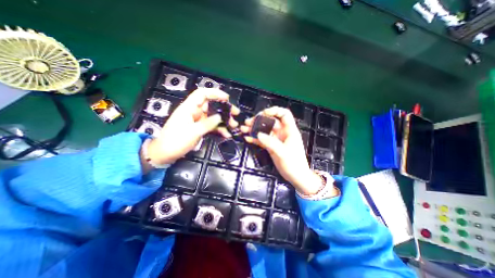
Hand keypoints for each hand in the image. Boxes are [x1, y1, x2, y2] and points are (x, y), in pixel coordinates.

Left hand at [143, 89, 239, 167]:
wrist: (165, 154)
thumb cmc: (176, 141)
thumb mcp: (193, 132)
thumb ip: (207, 123)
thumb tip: (220, 117)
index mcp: (189, 108)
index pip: (202, 94)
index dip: (215, 93)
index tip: (227, 98)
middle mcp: (194, 112)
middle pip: (211, 105)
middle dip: (224, 109)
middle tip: (235, 113)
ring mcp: (197, 120)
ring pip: (213, 116)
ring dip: (224, 120)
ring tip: (234, 125)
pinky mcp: (199, 128)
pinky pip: (211, 125)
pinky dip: (219, 129)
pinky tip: (226, 133)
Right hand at [241, 107, 327, 195]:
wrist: (296, 176)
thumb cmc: (294, 163)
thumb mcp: (283, 152)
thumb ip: (271, 143)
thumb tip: (258, 134)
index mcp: (289, 130)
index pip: (284, 114)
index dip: (275, 110)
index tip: (264, 113)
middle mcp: (282, 133)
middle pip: (270, 121)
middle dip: (259, 120)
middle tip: (248, 122)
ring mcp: (276, 139)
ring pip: (264, 130)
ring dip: (254, 129)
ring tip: (244, 128)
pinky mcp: (271, 146)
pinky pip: (262, 140)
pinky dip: (255, 138)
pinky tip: (247, 138)